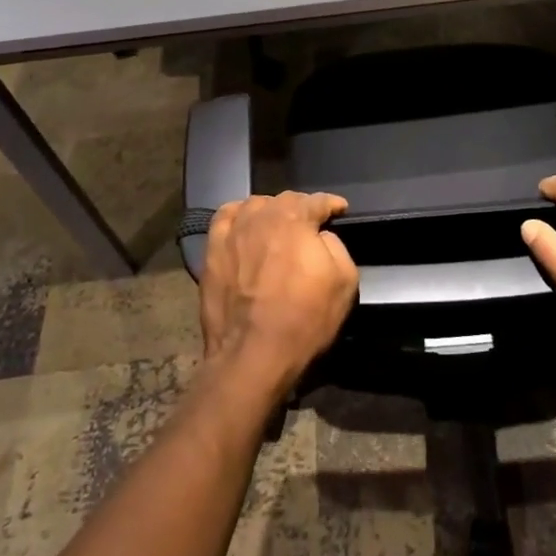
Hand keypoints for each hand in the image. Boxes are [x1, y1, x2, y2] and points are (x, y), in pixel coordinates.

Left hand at [200, 192, 358, 400]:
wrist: (253, 355)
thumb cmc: (304, 319)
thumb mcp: (344, 282)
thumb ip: (336, 246)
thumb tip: (321, 236)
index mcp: (295, 219)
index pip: (317, 201)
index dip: (332, 204)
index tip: (340, 209)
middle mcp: (262, 216)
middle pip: (285, 200)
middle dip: (302, 207)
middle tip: (311, 223)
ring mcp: (233, 232)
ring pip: (254, 206)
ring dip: (270, 210)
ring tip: (277, 225)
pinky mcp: (212, 251)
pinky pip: (225, 219)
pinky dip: (238, 216)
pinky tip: (243, 225)